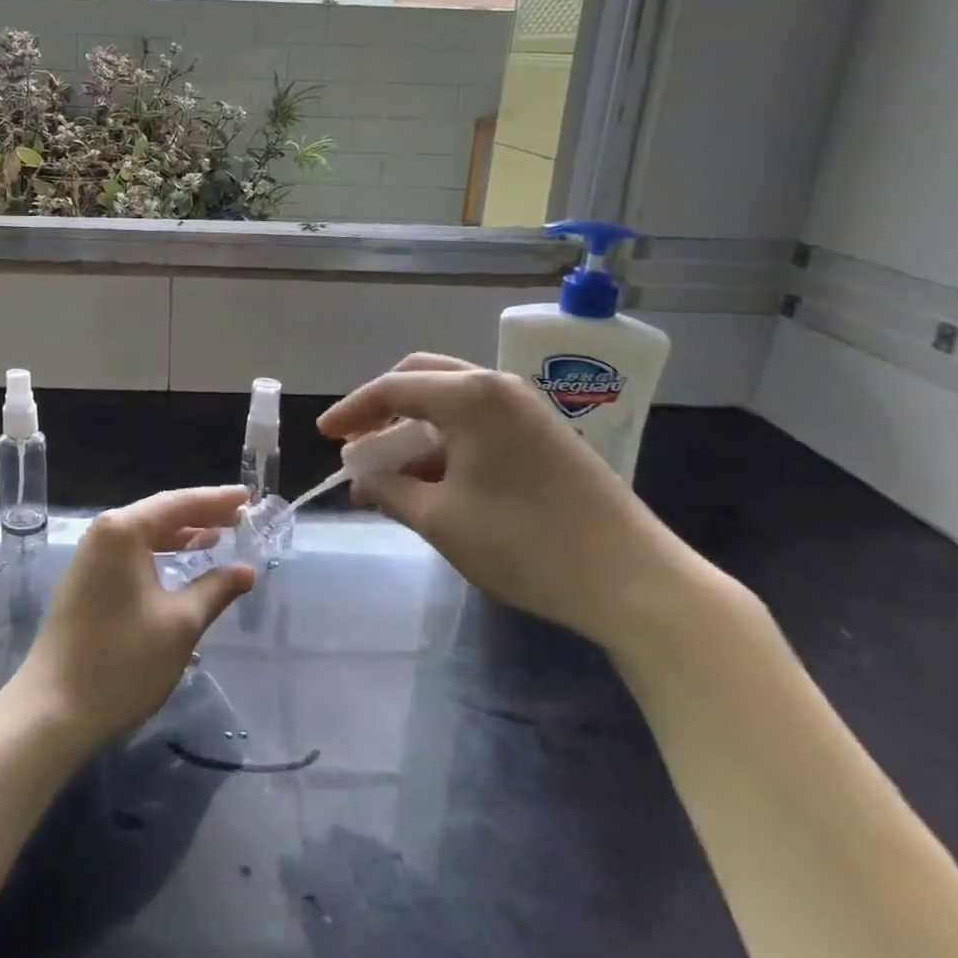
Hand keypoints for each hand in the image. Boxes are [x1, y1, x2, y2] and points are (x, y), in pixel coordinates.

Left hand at [14, 486, 254, 748]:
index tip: (248, 495)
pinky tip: (182, 560)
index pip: (179, 503)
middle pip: (161, 513)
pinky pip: (132, 552)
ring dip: (182, 533)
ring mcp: (91, 556)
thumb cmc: (122, 661)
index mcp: (124, 531)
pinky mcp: (87, 579)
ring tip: (219, 534)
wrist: (54, 710)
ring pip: (145, 533)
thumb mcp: (180, 624)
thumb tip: (245, 571)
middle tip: (240, 514)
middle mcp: (104, 533)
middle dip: (201, 513)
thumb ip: (215, 589)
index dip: (216, 500)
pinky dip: (161, 551)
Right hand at [319, 353, 725, 654]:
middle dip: (383, 407)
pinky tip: (435, 476)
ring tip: (390, 469)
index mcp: (469, 396)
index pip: (392, 389)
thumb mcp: (441, 520)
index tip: (323, 435)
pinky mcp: (545, 433)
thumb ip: (391, 491)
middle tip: (357, 441)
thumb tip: (361, 479)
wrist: (634, 579)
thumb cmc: (524, 543)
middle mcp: (497, 387)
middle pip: (422, 378)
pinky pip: (479, 420)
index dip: (351, 411)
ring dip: (414, 427)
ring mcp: (527, 408)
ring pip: (451, 400)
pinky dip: (446, 439)